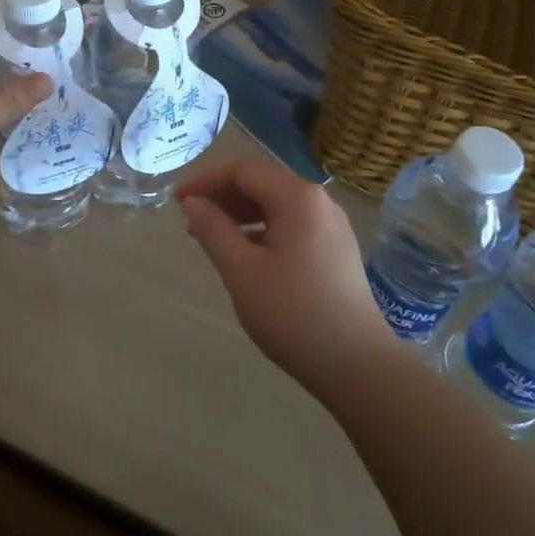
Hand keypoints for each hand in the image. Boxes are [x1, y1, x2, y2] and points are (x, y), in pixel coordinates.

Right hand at [176, 157, 404, 397]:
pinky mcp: (336, 250)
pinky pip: (292, 225)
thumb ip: (214, 230)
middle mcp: (319, 201)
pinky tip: (245, 255)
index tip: (177, 201)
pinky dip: (263, 230)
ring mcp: (331, 226)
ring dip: (241, 213)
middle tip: (190, 220)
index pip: (244, 170)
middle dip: (223, 196)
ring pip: (277, 204)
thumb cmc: (293, 313)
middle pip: (263, 183)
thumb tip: (193, 203)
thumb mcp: (242, 271)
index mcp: (298, 197)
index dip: (206, 180)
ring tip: (211, 237)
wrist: (357, 365)